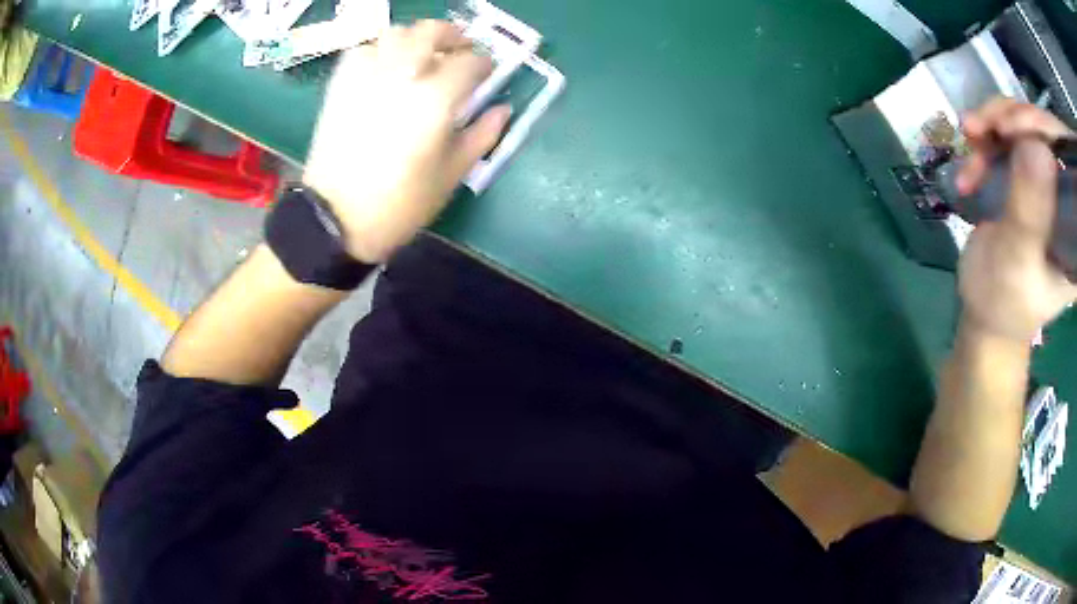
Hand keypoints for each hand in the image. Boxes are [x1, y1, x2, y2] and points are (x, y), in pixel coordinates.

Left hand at [303, 20, 511, 262]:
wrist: (337, 220)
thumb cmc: (400, 203)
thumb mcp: (452, 174)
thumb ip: (483, 135)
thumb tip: (502, 109)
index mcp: (436, 99)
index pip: (470, 62)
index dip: (484, 64)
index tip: (487, 73)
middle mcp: (402, 75)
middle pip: (431, 32)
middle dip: (453, 36)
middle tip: (460, 49)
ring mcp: (366, 77)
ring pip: (395, 34)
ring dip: (416, 38)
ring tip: (422, 55)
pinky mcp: (340, 86)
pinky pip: (362, 50)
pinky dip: (379, 50)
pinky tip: (385, 66)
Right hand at [956, 98, 1076, 342]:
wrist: (984, 307)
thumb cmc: (1004, 301)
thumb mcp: (1017, 264)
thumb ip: (1030, 214)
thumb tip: (1038, 147)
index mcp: (1075, 229)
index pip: (1070, 162)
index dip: (1050, 130)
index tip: (1021, 126)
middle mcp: (1066, 197)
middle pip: (1048, 130)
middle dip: (1016, 118)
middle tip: (987, 126)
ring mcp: (1047, 180)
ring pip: (1026, 122)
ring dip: (995, 121)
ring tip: (970, 136)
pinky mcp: (1028, 169)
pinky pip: (1010, 130)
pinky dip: (987, 133)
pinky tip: (971, 152)